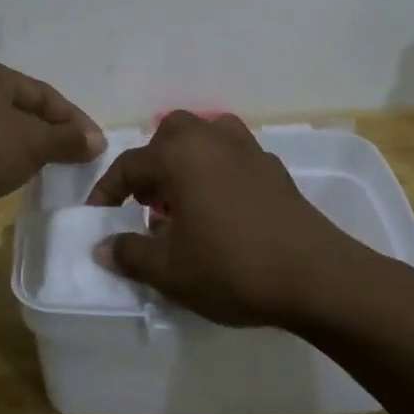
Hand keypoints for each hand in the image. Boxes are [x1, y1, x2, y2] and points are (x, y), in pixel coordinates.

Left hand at [0, 59, 104, 213]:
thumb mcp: (32, 143)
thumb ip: (67, 140)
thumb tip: (98, 142)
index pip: (44, 93)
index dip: (73, 119)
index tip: (95, 145)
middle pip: (23, 110)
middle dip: (51, 132)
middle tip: (75, 156)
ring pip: (2, 129)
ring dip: (28, 147)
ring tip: (49, 168)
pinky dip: (4, 158)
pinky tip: (14, 175)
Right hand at [86, 113, 361, 328]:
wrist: (315, 276)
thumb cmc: (231, 267)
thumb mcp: (170, 270)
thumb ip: (130, 254)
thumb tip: (103, 247)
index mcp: (180, 155)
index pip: (130, 165)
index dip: (108, 191)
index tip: (98, 217)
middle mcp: (212, 139)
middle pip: (170, 137)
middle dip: (152, 165)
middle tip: (146, 202)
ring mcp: (248, 150)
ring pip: (205, 139)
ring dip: (186, 163)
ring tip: (182, 202)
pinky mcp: (274, 169)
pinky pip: (232, 157)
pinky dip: (216, 172)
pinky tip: (221, 210)